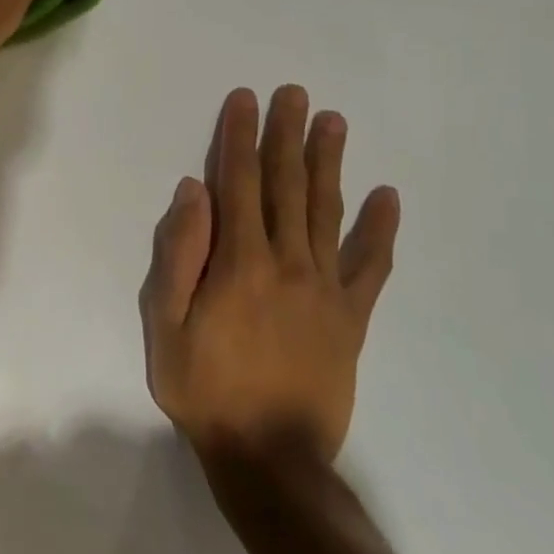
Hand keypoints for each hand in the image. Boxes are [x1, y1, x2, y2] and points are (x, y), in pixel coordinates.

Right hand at [139, 86, 399, 464]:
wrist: (270, 459)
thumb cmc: (204, 388)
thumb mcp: (165, 324)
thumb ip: (179, 254)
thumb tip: (193, 192)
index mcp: (239, 261)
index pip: (239, 182)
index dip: (239, 137)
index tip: (245, 99)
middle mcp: (287, 262)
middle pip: (287, 185)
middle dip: (287, 134)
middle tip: (294, 93)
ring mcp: (325, 288)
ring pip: (326, 211)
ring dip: (329, 162)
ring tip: (333, 122)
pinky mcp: (351, 317)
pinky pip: (371, 266)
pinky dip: (380, 229)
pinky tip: (387, 197)